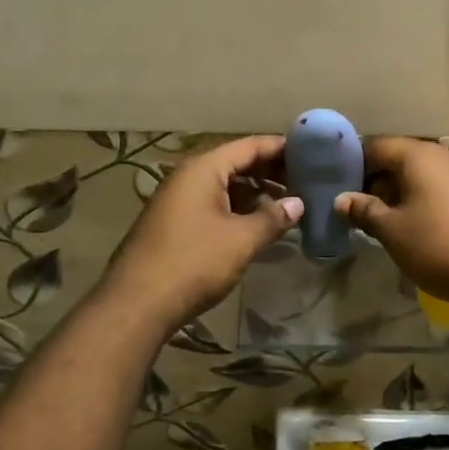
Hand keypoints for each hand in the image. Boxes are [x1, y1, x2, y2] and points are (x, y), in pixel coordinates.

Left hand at [98, 135, 302, 335]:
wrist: (137, 304)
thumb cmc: (193, 262)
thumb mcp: (241, 240)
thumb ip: (272, 218)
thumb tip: (298, 204)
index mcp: (204, 169)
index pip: (249, 145)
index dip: (280, 147)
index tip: (311, 152)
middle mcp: (188, 176)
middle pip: (236, 162)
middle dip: (269, 171)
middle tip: (305, 180)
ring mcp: (178, 199)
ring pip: (224, 185)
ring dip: (254, 192)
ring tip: (287, 204)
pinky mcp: (174, 222)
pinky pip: (212, 203)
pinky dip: (236, 208)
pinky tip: (257, 224)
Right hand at [335, 138, 448, 304]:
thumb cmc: (439, 246)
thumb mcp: (393, 232)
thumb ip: (365, 211)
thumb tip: (342, 199)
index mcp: (419, 155)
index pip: (377, 146)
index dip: (356, 163)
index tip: (341, 184)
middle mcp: (447, 154)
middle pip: (404, 157)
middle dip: (381, 179)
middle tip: (364, 206)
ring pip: (429, 172)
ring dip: (408, 189)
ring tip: (393, 217)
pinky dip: (432, 197)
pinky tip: (427, 222)